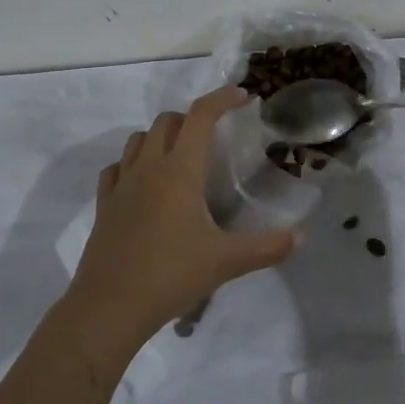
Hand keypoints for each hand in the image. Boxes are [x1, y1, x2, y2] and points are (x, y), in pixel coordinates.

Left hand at [67, 87, 299, 352]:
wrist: (109, 308)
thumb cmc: (171, 275)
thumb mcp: (226, 262)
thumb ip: (267, 247)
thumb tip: (300, 237)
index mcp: (179, 170)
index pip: (200, 116)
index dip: (222, 99)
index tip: (243, 96)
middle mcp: (148, 167)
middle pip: (167, 121)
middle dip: (193, 118)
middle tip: (215, 135)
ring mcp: (121, 185)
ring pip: (139, 139)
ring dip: (161, 136)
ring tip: (181, 156)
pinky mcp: (104, 205)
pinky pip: (117, 168)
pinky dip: (133, 163)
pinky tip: (144, 183)